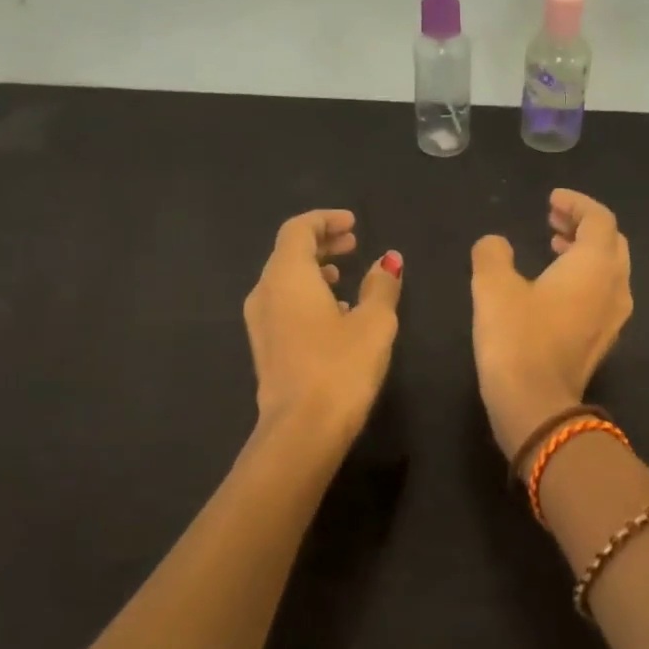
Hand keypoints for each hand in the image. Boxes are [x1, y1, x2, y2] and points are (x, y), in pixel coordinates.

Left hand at [245, 210, 403, 441]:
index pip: (299, 229)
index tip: (354, 224)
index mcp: (287, 275)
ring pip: (284, 281)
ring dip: (314, 272)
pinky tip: (334, 315)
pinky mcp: (265, 347)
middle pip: (289, 253)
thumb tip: (388, 261)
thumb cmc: (341, 367)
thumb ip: (381, 286)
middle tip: (354, 244)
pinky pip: (283, 305)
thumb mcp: (374, 322)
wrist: (302, 429)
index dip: (326, 220)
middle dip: (321, 243)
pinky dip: (307, 297)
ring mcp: (260, 322)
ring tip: (345, 277)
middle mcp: (265, 292)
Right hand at [470, 189, 632, 460]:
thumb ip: (492, 254)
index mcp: (596, 264)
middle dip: (584, 226)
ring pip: (610, 270)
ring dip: (585, 253)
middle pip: (611, 242)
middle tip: (552, 220)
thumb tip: (495, 244)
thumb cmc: (516, 339)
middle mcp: (615, 286)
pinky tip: (555, 289)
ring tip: (553, 247)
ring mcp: (614, 317)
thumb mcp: (492, 287)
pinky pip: (603, 295)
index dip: (576, 203)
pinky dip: (584, 279)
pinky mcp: (603, 342)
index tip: (550, 200)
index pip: (599, 218)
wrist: (535, 405)